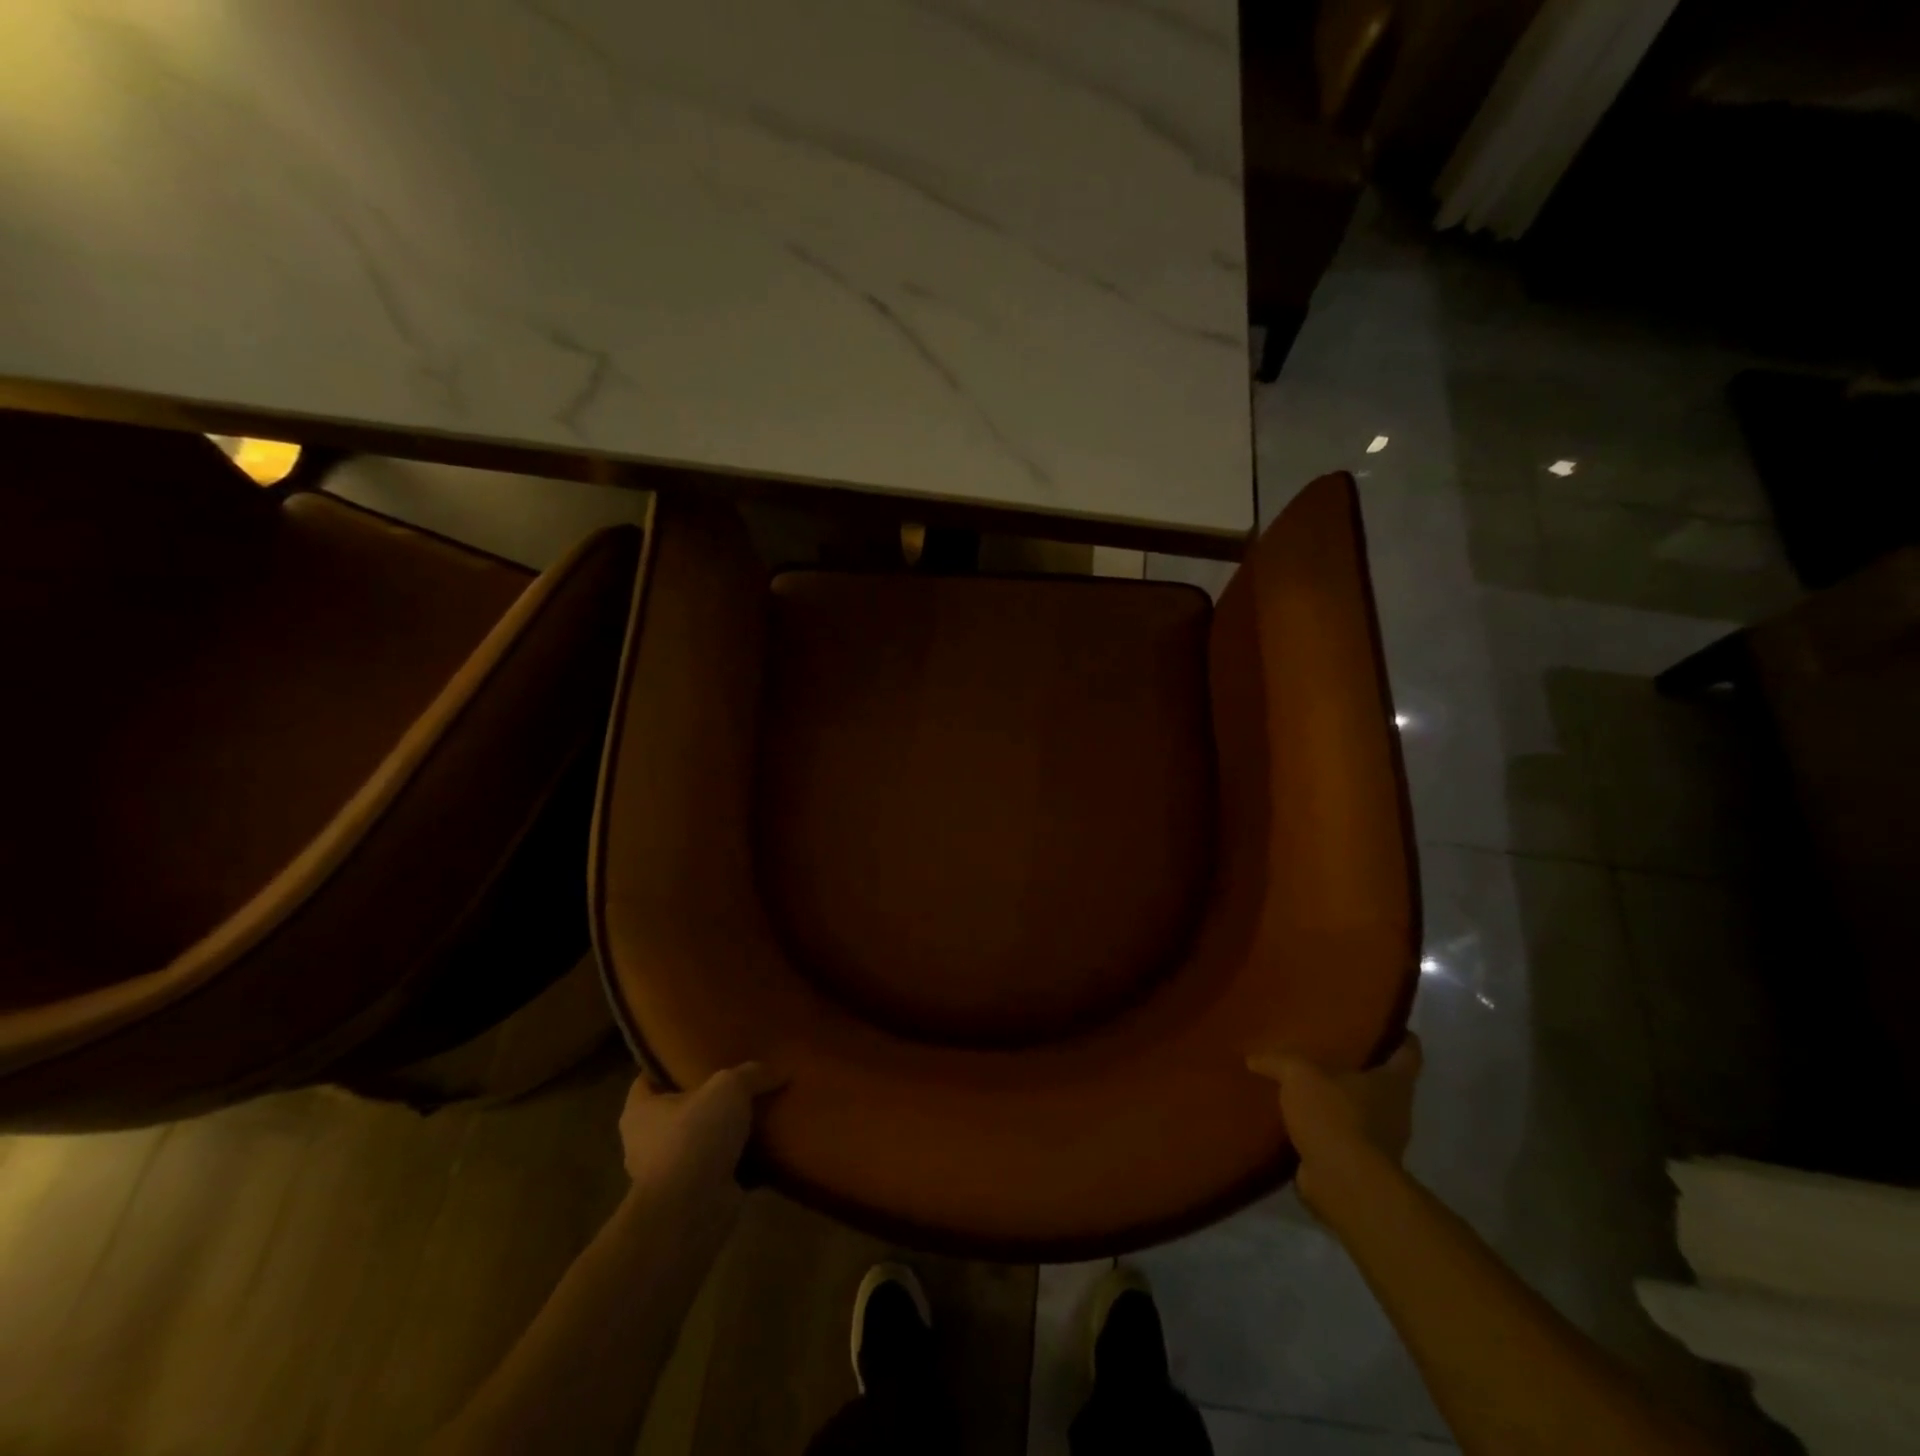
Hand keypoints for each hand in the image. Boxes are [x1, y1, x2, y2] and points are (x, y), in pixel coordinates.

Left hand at [618, 1063, 784, 1204]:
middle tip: (739, 1080)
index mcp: (639, 1111)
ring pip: (700, 1141)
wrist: (693, 1209)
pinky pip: (719, 1168)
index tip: (698, 1052)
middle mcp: (646, 1142)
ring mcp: (669, 1173)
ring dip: (724, 1133)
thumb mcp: (729, 1087)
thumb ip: (752, 1073)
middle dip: (705, 1099)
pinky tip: (767, 1145)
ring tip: (759, 1111)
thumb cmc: (694, 1136)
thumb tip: (780, 1070)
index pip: (649, 1078)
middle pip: (678, 1110)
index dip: (670, 1064)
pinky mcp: (693, 1195)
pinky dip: (739, 1161)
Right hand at [1247, 1036, 1422, 1203]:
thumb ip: (1278, 1061)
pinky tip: (1296, 1120)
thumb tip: (1254, 1058)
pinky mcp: (1360, 1166)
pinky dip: (1324, 1130)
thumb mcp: (1299, 1074)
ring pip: (1361, 1111)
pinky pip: (1341, 1138)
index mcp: (1393, 1083)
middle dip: (1360, 1068)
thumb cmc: (1335, 1117)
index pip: (1408, 1052)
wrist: (1345, 1184)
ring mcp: (1381, 1143)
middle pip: (1383, 1082)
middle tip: (1328, 1049)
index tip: (1383, 1022)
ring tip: (1304, 1085)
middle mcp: (1395, 1111)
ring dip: (1338, 1101)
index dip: (1398, 1035)